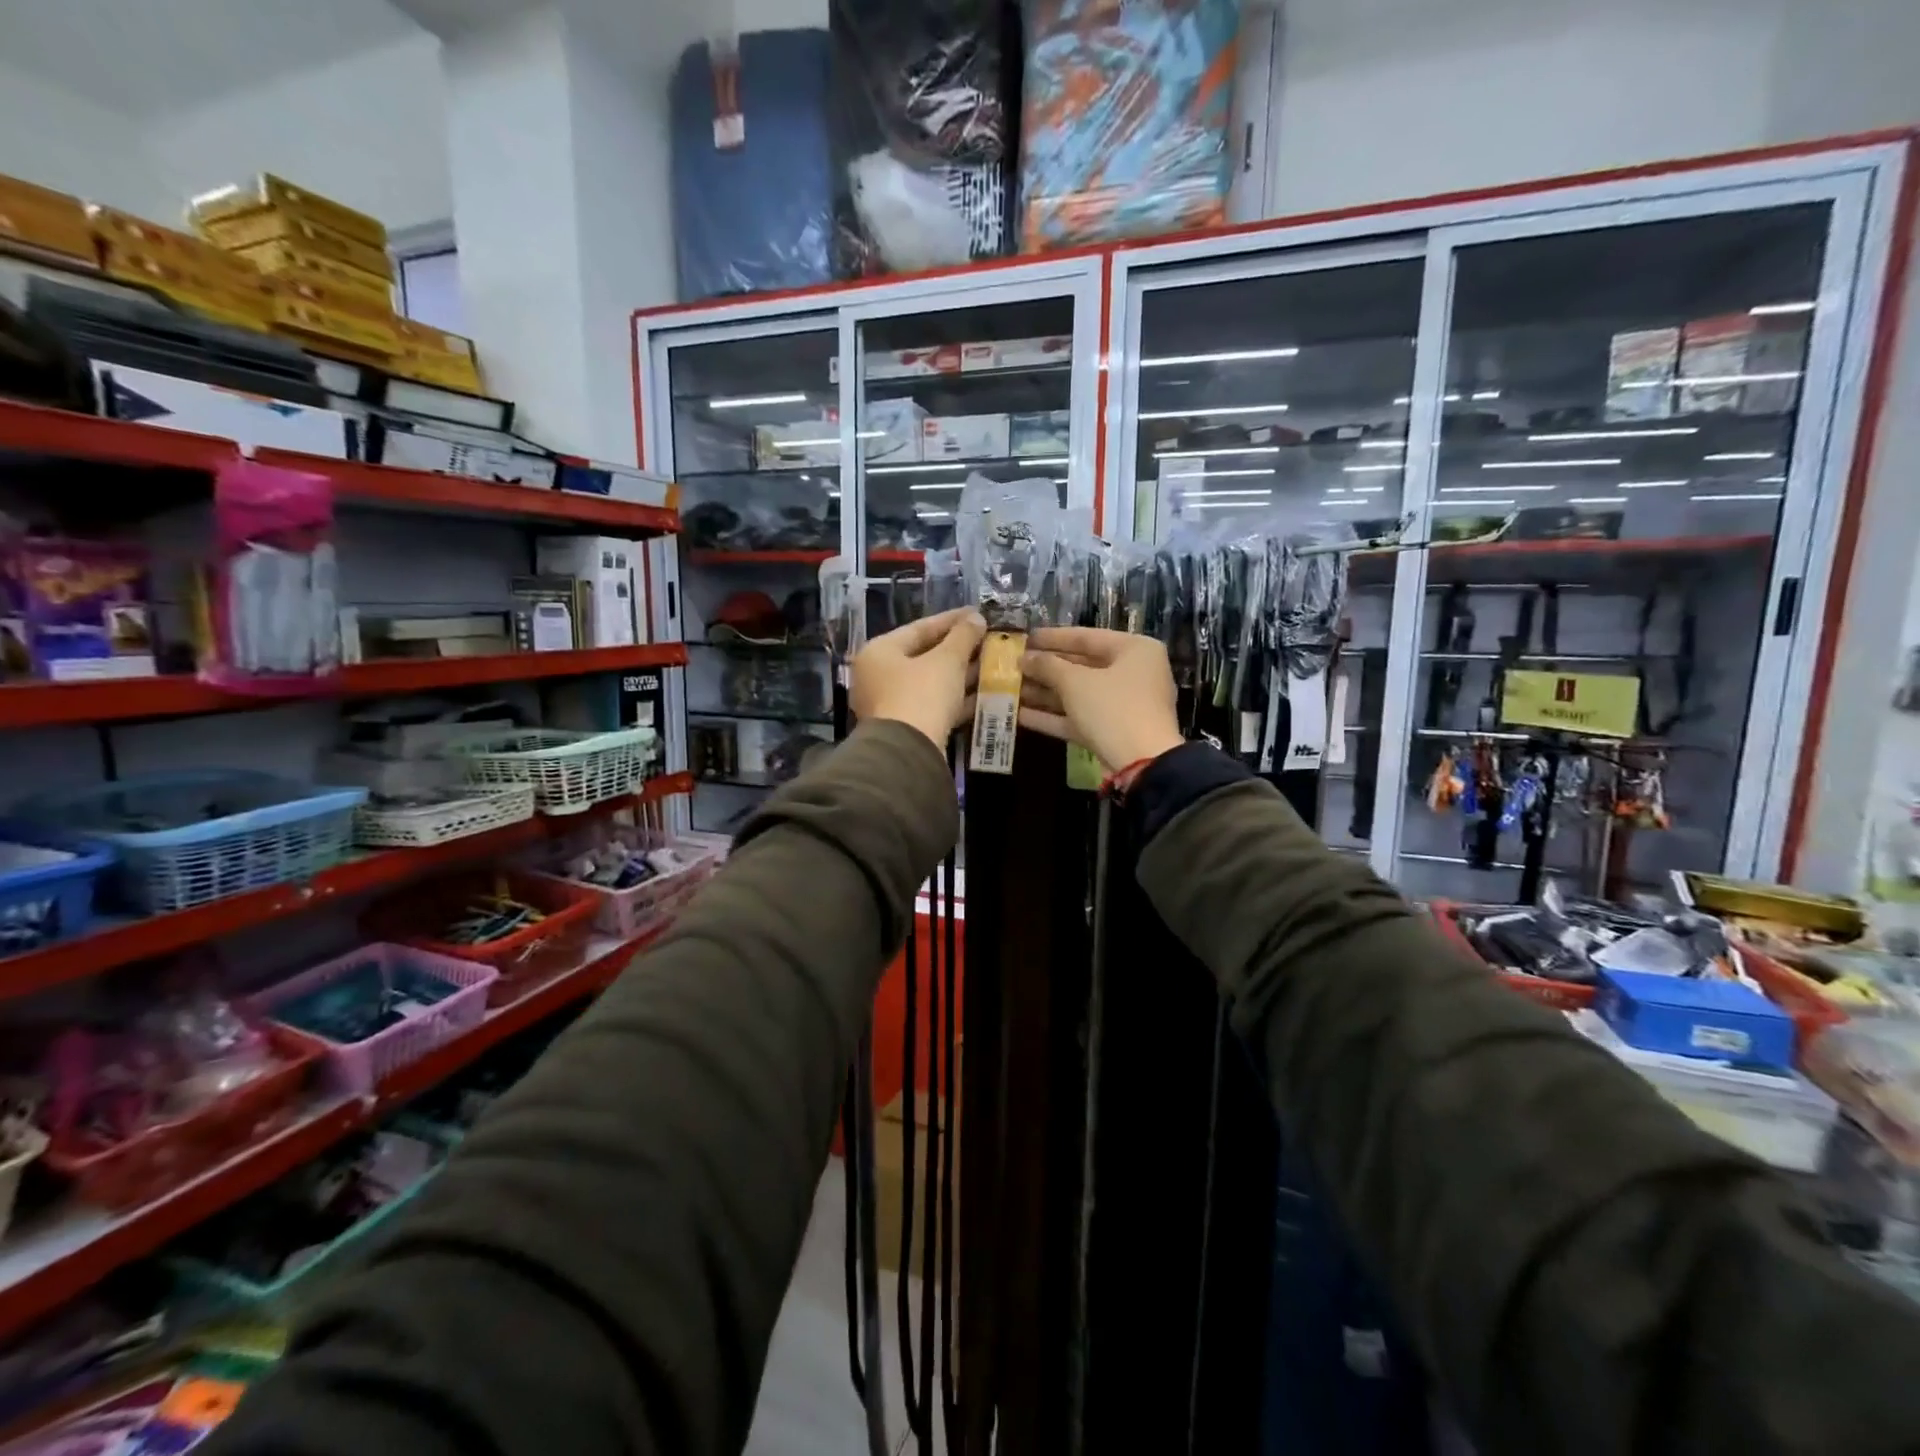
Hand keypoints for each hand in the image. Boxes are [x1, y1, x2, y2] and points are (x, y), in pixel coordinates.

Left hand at [851, 607, 986, 749]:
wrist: (908, 753)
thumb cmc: (922, 695)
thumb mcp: (947, 661)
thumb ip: (963, 636)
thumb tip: (976, 618)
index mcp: (879, 652)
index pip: (919, 628)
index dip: (952, 620)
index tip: (977, 614)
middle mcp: (879, 675)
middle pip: (924, 655)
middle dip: (958, 649)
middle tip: (986, 639)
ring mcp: (890, 703)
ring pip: (930, 681)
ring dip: (960, 673)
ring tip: (991, 664)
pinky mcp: (905, 727)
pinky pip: (933, 704)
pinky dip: (955, 698)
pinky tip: (983, 693)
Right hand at [1019, 627, 1183, 771]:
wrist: (1142, 764)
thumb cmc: (1112, 708)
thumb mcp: (1076, 682)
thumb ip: (1047, 666)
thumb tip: (1024, 658)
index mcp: (1134, 650)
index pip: (1087, 637)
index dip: (1052, 638)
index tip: (1025, 638)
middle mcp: (1132, 674)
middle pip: (1081, 667)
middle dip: (1045, 669)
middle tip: (1013, 665)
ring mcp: (1123, 706)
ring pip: (1077, 695)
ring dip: (1044, 693)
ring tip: (1010, 688)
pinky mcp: (1111, 732)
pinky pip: (1079, 718)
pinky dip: (1052, 716)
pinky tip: (1019, 715)